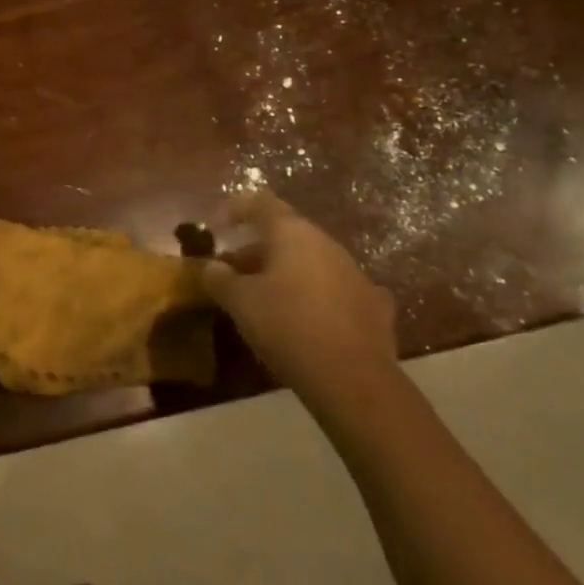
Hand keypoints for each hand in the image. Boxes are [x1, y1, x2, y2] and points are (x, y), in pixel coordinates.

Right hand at [200, 191, 396, 412]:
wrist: (355, 381)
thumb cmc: (288, 327)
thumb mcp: (240, 302)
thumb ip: (219, 278)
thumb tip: (210, 266)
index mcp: (293, 232)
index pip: (259, 202)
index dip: (233, 209)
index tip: (214, 229)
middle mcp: (326, 243)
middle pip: (284, 234)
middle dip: (254, 251)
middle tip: (231, 274)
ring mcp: (354, 273)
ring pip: (310, 261)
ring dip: (284, 273)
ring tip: (263, 299)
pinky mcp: (373, 306)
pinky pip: (335, 290)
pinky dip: (316, 297)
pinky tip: (308, 317)